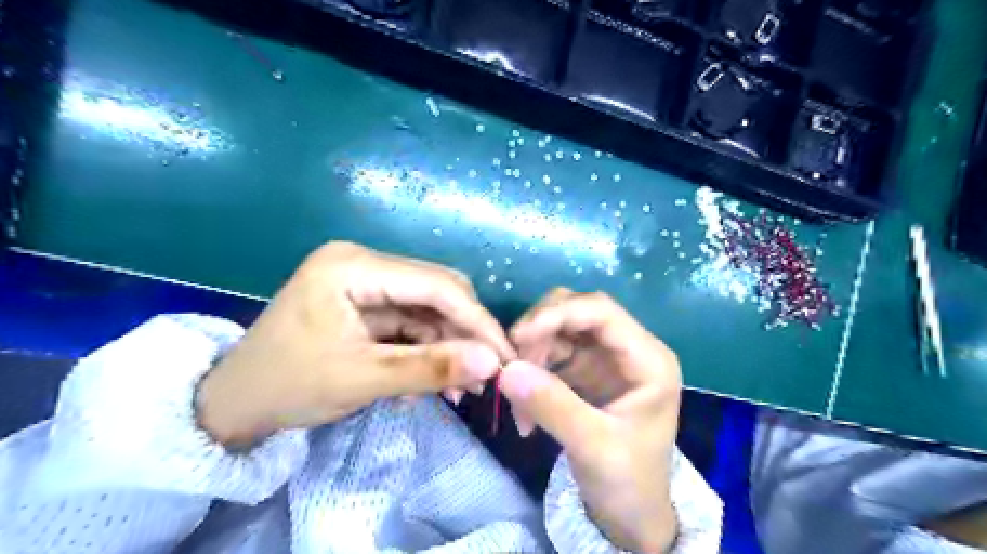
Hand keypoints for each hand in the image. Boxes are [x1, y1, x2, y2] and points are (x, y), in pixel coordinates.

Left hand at [197, 240, 513, 445]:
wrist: (234, 404)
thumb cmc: (288, 386)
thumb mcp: (362, 379)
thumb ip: (430, 369)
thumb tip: (493, 364)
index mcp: (353, 266)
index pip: (435, 285)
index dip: (476, 320)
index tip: (506, 356)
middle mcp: (363, 262)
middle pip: (436, 292)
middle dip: (464, 334)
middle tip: (485, 375)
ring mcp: (365, 280)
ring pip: (428, 309)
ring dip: (447, 346)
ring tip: (459, 388)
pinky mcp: (367, 301)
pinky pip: (412, 321)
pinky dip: (427, 349)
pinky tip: (432, 380)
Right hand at [502, 289, 680, 552]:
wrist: (631, 516)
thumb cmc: (627, 482)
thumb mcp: (593, 447)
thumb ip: (552, 405)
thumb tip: (506, 370)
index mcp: (648, 358)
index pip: (600, 310)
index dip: (557, 314)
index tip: (518, 337)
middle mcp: (626, 348)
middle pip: (575, 311)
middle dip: (539, 333)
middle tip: (513, 368)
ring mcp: (602, 358)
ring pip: (557, 330)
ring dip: (530, 357)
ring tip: (519, 406)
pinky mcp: (583, 371)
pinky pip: (548, 354)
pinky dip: (530, 374)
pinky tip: (524, 412)